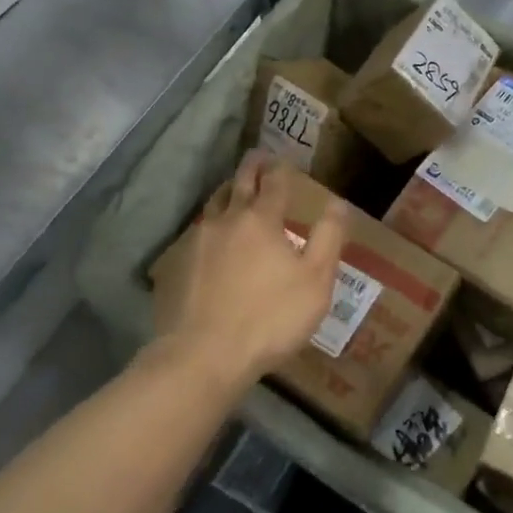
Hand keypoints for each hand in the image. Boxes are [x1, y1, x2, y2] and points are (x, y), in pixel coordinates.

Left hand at [157, 151, 349, 386]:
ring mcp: (195, 242)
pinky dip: (207, 228)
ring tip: (232, 191)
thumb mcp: (315, 282)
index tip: (284, 159)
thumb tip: (337, 203)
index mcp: (261, 220)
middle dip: (251, 168)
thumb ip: (328, 238)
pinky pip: (194, 235)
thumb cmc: (269, 318)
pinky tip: (209, 240)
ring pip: (212, 206)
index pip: (274, 182)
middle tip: (258, 157)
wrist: (203, 355)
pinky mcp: (174, 265)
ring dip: (226, 193)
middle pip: (238, 184)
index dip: (281, 168)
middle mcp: (225, 220)